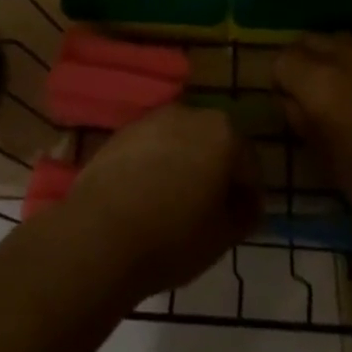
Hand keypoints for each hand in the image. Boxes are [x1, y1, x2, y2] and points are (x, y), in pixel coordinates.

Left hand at [55, 105, 261, 298]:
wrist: (101, 233)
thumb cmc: (173, 237)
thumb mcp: (223, 237)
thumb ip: (244, 214)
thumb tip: (246, 204)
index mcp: (222, 133)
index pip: (249, 164)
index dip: (250, 195)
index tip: (244, 220)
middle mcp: (189, 114)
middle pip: (214, 143)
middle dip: (217, 172)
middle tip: (212, 211)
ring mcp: (152, 119)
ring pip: (181, 142)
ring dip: (185, 165)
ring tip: (177, 204)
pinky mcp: (123, 131)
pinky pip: (152, 147)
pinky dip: (157, 165)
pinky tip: (148, 196)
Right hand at [274, 36, 351, 252]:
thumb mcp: (331, 165)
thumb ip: (306, 125)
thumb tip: (296, 103)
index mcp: (324, 84)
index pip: (284, 59)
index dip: (282, 82)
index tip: (291, 107)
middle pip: (312, 40)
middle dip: (306, 63)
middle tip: (315, 99)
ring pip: (345, 41)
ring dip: (337, 61)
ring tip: (351, 96)